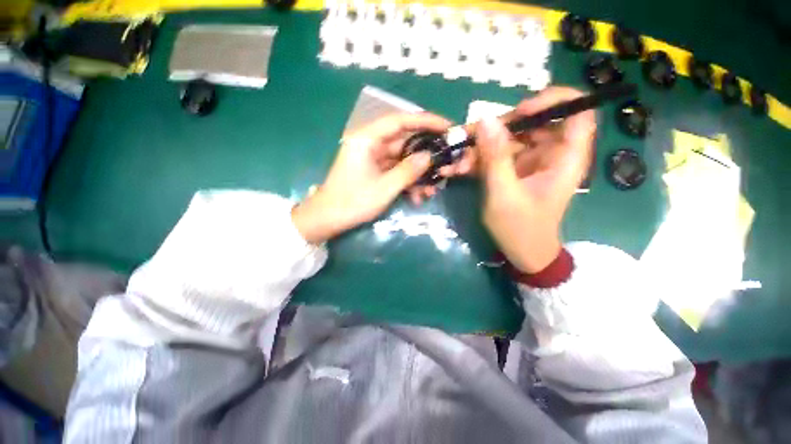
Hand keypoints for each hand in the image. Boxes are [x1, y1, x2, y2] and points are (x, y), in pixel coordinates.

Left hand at [292, 113, 451, 243]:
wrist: (328, 219)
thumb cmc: (352, 202)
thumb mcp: (384, 188)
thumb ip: (408, 171)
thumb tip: (430, 156)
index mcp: (367, 139)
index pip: (400, 121)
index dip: (426, 121)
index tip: (447, 127)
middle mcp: (371, 144)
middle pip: (404, 141)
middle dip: (425, 155)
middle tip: (446, 161)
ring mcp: (373, 158)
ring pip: (403, 159)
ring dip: (418, 174)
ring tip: (431, 191)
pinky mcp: (375, 171)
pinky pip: (396, 171)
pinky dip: (408, 182)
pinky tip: (417, 197)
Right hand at [477, 87, 595, 272]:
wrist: (522, 252)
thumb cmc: (520, 228)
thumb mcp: (504, 194)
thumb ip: (495, 157)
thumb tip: (485, 120)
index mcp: (565, 158)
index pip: (577, 111)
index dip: (553, 100)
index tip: (520, 110)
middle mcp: (551, 154)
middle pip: (532, 122)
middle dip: (498, 130)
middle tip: (469, 141)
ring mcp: (531, 161)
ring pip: (508, 138)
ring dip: (481, 148)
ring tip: (459, 164)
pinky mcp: (515, 169)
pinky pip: (497, 154)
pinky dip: (478, 159)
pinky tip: (460, 169)